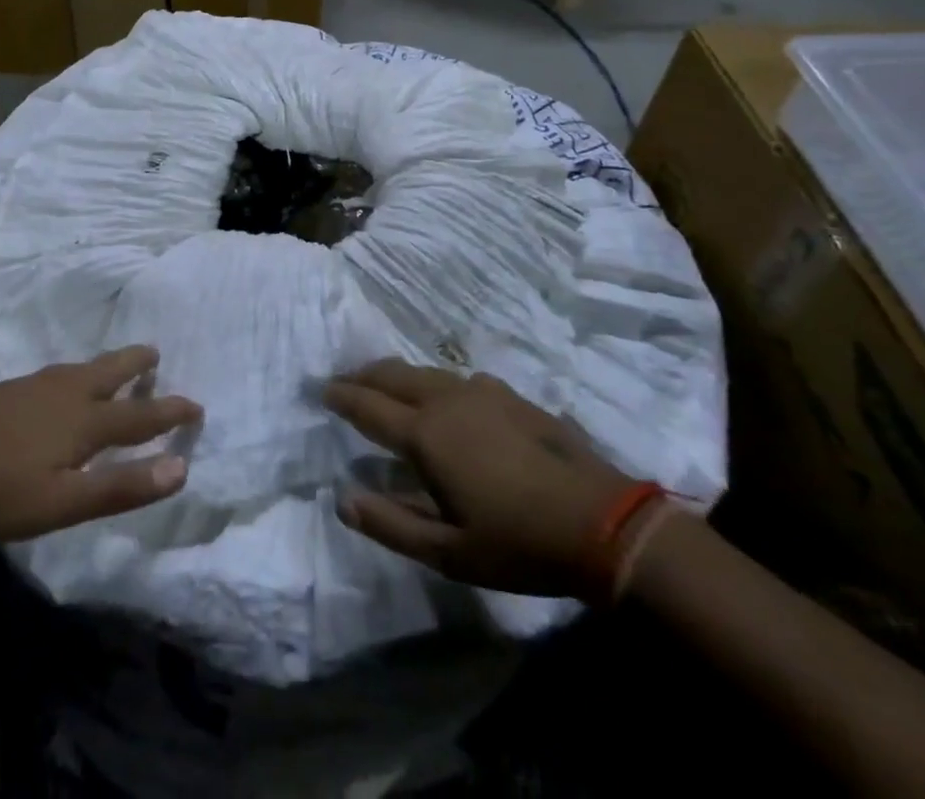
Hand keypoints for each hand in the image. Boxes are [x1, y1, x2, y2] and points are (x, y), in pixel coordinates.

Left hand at [0, 346, 201, 542]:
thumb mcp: (64, 504)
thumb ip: (122, 487)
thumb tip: (182, 467)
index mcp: (83, 421)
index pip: (140, 414)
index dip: (170, 412)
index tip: (196, 404)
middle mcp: (63, 393)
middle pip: (109, 372)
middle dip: (136, 364)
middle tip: (155, 353)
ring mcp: (31, 387)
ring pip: (80, 370)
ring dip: (106, 366)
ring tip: (114, 366)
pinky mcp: (5, 391)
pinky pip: (55, 375)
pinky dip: (75, 374)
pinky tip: (59, 386)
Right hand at [323, 359, 636, 599]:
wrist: (603, 523)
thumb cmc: (518, 543)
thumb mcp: (448, 552)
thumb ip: (391, 524)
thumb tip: (342, 500)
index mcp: (425, 434)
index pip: (368, 405)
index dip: (341, 396)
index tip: (320, 390)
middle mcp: (446, 400)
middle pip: (392, 375)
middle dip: (363, 376)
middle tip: (344, 382)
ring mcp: (481, 392)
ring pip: (425, 372)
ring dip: (397, 376)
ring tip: (386, 386)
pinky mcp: (510, 395)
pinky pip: (457, 378)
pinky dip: (434, 383)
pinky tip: (446, 399)